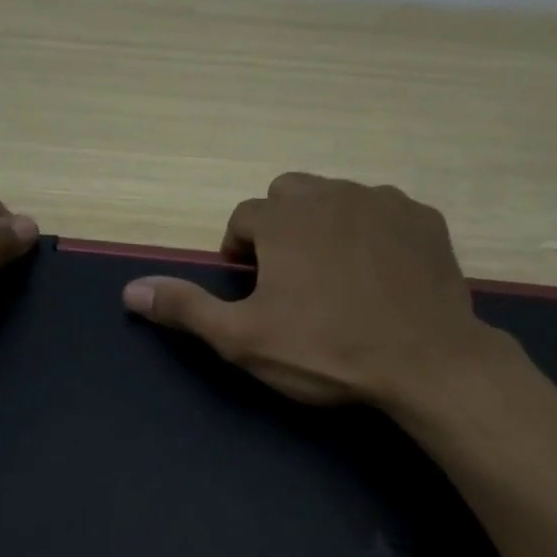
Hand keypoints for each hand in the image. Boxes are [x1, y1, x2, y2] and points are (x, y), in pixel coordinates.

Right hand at [120, 172, 496, 409]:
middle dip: (281, 230)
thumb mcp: (244, 339)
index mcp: (284, 218)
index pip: (244, 218)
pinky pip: (386, 214)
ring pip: (339, 200)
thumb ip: (187, 309)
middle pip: (290, 196)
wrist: (426, 362)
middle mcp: (333, 193)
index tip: (254, 290)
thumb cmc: (325, 351)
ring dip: (327, 228)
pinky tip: (382, 277)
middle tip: (293, 283)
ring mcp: (385, 202)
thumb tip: (130, 290)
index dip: (241, 253)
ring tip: (338, 281)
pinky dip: (374, 236)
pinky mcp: (425, 220)